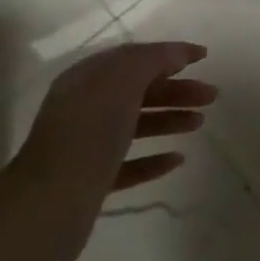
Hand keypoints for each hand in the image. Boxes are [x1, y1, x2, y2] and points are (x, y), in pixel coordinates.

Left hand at [0, 41, 216, 260]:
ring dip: (169, 119)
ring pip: (136, 125)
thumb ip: (151, 60)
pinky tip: (177, 160)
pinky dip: (154, 159)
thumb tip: (176, 54)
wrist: (48, 206)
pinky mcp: (91, 182)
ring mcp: (86, 147)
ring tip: (199, 123)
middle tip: (211, 96)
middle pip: (139, 91)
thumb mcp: (122, 81)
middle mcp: (85, 108)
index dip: (169, 54)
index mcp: (87, 80)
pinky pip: (129, 163)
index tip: (203, 57)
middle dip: (177, 89)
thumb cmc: (89, 133)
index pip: (133, 58)